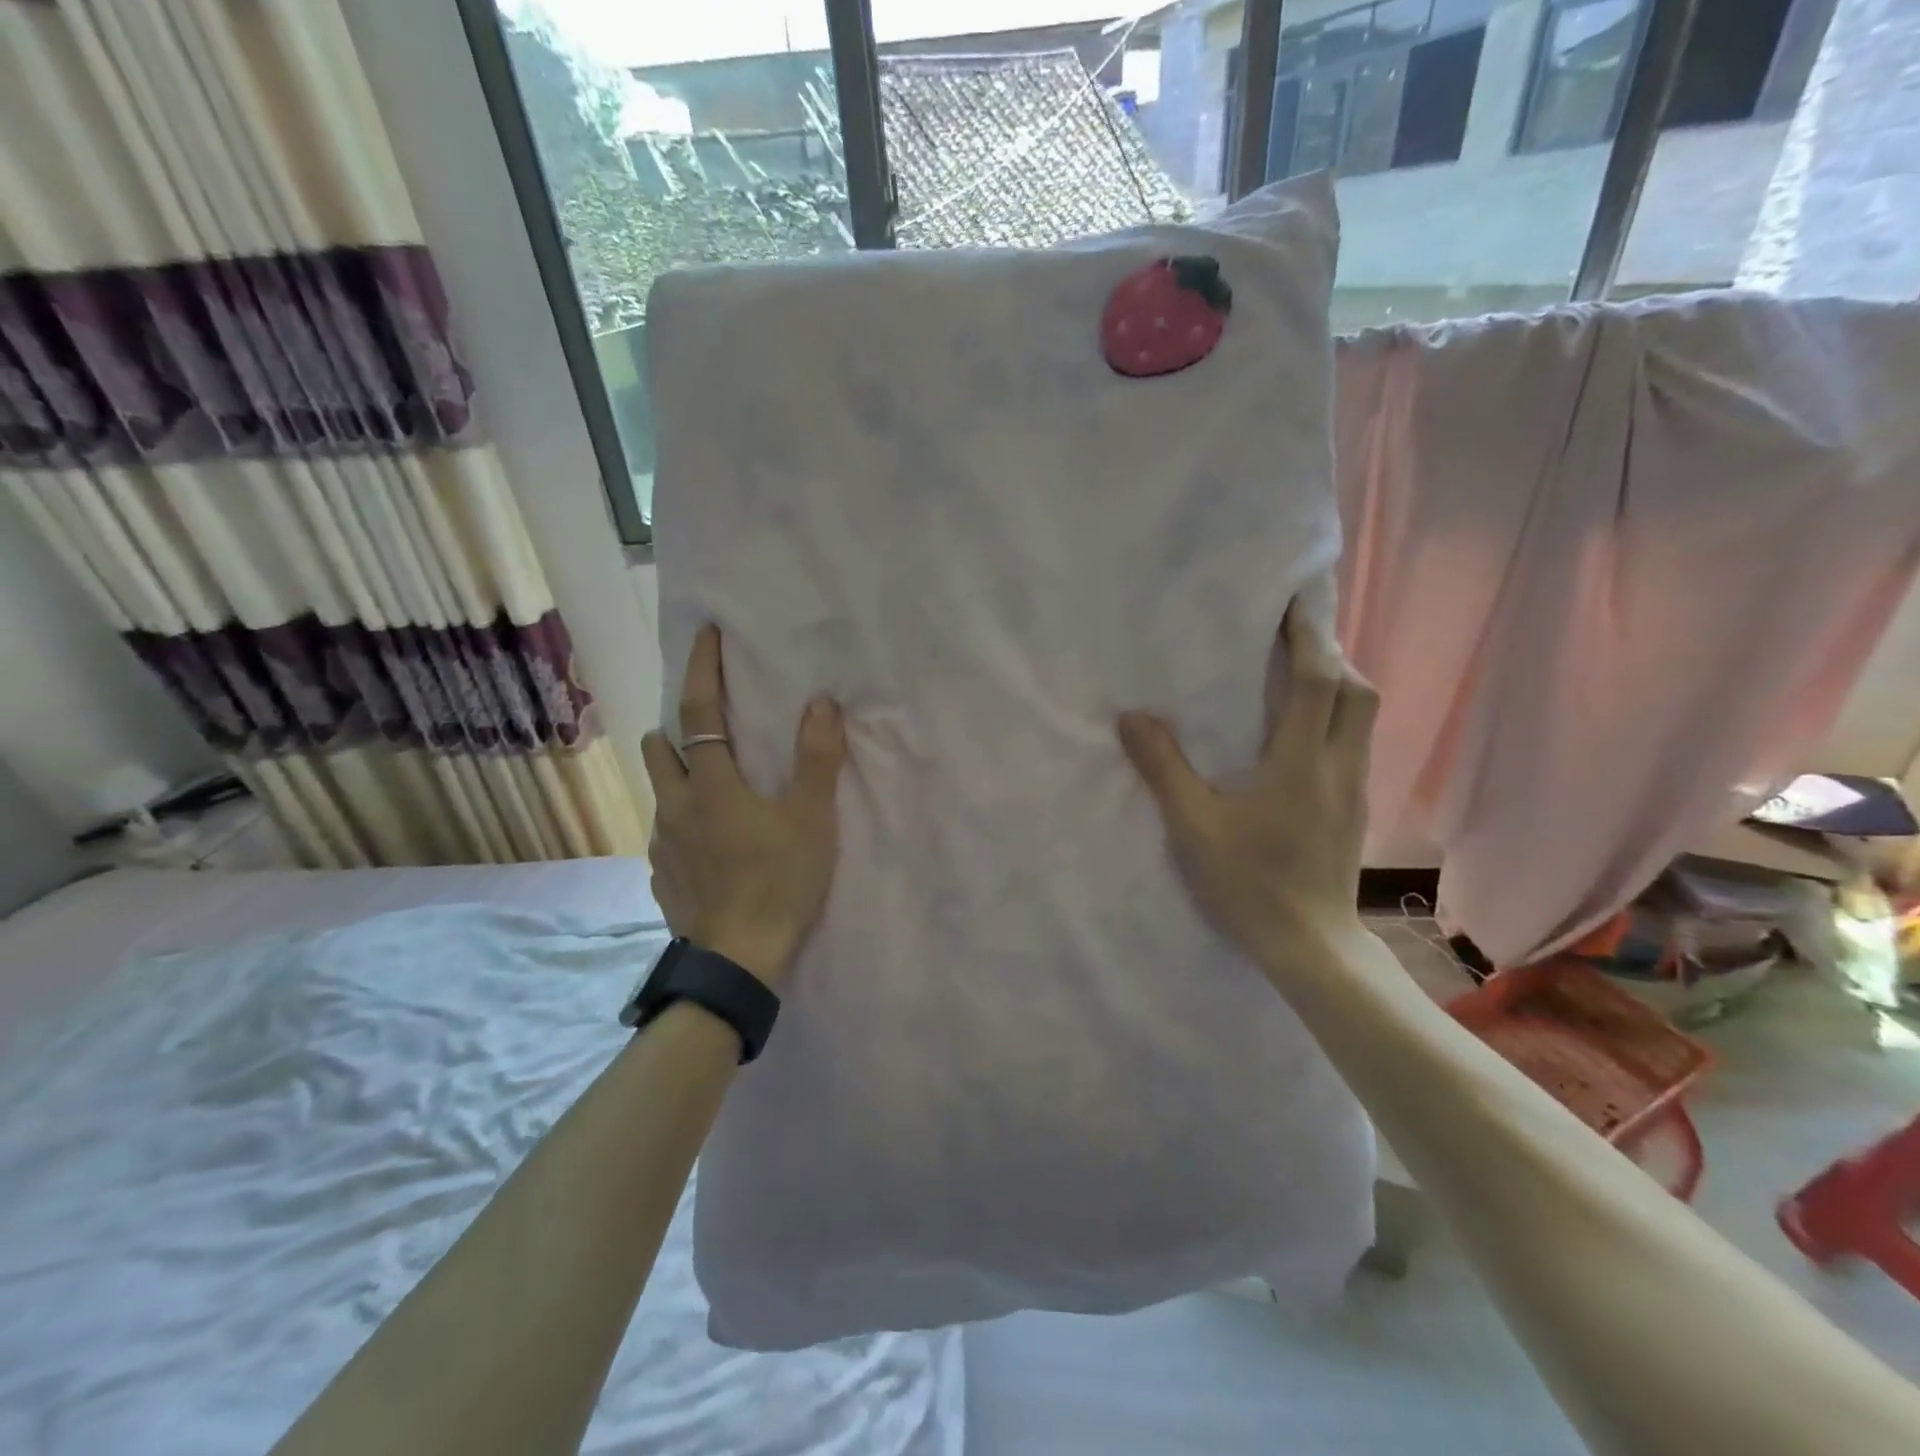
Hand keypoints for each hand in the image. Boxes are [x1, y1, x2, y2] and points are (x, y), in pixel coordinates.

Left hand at [641, 625, 847, 987]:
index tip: (704, 634)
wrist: (740, 961)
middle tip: (707, 730)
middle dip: (676, 729)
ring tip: (710, 788)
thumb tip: (820, 701)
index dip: (703, 669)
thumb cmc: (780, 881)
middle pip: (660, 749)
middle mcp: (676, 807)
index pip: (700, 712)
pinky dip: (682, 824)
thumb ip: (817, 757)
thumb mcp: (812, 818)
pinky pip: (666, 836)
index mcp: (711, 785)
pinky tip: (707, 845)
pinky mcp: (662, 880)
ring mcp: (663, 846)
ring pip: (661, 793)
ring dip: (678, 777)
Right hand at [1118, 600, 1377, 982]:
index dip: (1308, 634)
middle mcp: (1339, 767)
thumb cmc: (1249, 884)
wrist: (1310, 947)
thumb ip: (1163, 768)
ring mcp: (1354, 791)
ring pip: (1361, 719)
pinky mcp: (1354, 812)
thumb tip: (1133, 717)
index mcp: (1302, 763)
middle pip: (1356, 691)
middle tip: (1291, 642)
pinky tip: (1299, 738)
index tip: (1293, 599)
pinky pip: (1353, 745)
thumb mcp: (1193, 827)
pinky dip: (1334, 720)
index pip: (1318, 680)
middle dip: (1330, 655)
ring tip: (1294, 679)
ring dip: (1336, 686)